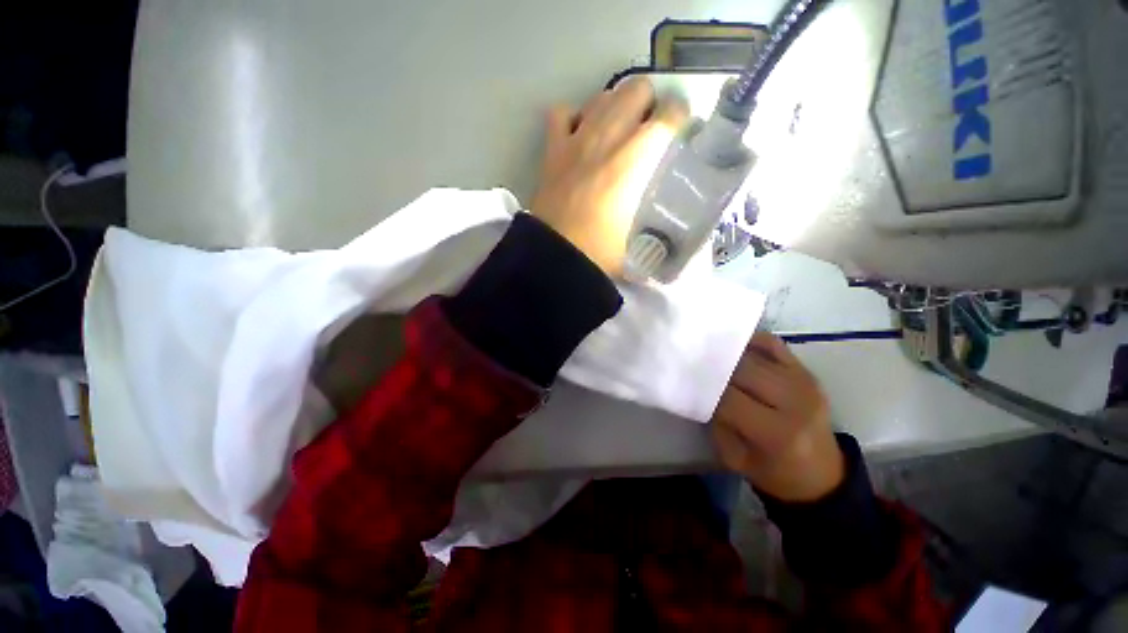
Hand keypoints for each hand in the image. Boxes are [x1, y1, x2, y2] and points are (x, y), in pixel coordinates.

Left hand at [531, 77, 687, 275]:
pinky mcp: (552, 150)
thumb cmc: (602, 252)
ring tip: (615, 132)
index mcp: (637, 157)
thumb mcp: (642, 241)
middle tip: (646, 131)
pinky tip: (579, 135)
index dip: (680, 116)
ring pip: (602, 95)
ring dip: (614, 107)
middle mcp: (609, 136)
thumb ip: (659, 233)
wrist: (556, 257)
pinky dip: (573, 118)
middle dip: (647, 103)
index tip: (679, 131)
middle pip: (637, 88)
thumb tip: (669, 243)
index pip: (670, 113)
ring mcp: (577, 139)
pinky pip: (562, 113)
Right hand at [711, 332, 844, 501]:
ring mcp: (804, 383)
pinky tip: (735, 348)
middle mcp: (794, 402)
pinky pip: (773, 344)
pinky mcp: (807, 372)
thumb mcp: (735, 458)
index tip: (691, 384)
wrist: (821, 474)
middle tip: (697, 367)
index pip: (730, 398)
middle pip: (743, 370)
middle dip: (716, 367)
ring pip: (754, 355)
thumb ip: (718, 423)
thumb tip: (703, 389)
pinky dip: (750, 341)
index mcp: (776, 433)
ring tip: (711, 357)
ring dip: (728, 355)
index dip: (707, 389)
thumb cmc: (773, 472)